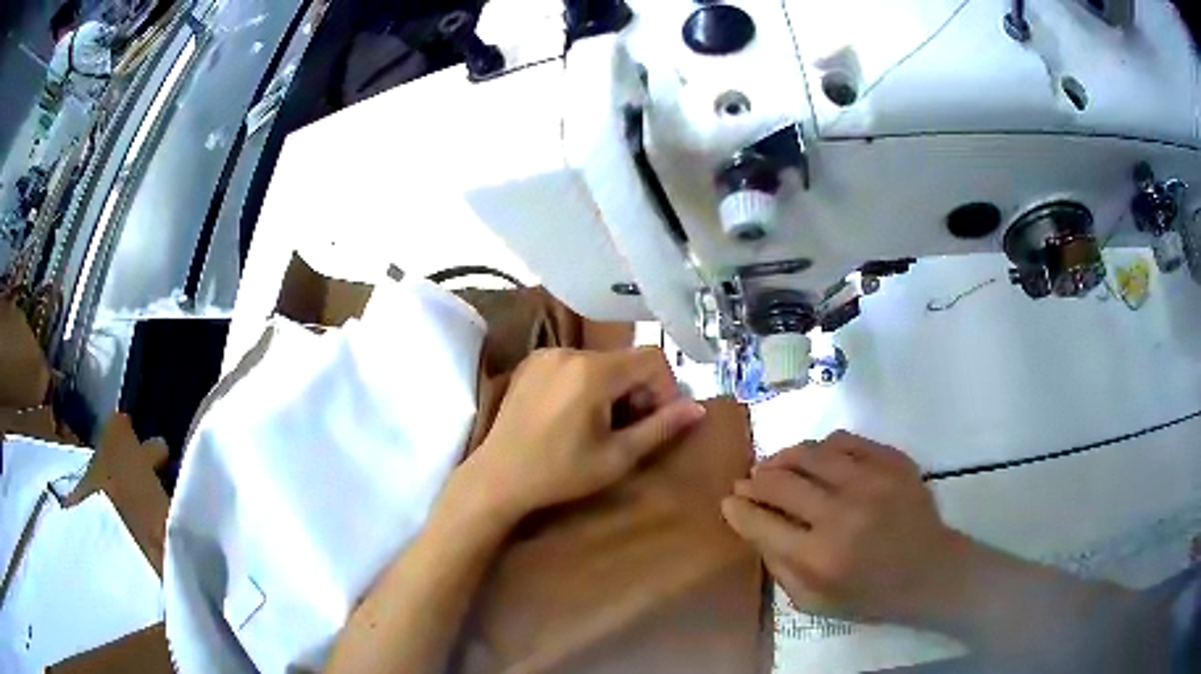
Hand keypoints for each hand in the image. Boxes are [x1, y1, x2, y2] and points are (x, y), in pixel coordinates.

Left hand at [466, 347, 706, 520]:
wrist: (497, 478)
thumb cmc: (560, 473)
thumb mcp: (617, 457)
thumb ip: (660, 428)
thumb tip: (698, 409)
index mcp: (593, 371)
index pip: (652, 358)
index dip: (666, 387)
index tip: (657, 420)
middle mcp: (570, 351)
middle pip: (626, 360)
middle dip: (639, 390)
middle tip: (631, 428)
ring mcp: (546, 354)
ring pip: (601, 362)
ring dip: (614, 388)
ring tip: (602, 425)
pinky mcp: (530, 363)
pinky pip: (574, 364)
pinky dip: (587, 383)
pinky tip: (575, 416)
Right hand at [721, 431, 964, 624]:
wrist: (928, 571)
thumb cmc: (868, 594)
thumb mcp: (813, 601)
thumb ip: (777, 565)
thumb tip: (750, 522)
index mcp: (818, 557)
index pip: (760, 521)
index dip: (737, 508)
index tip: (729, 501)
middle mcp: (841, 514)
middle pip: (779, 481)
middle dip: (755, 480)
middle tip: (749, 482)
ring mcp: (870, 481)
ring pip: (809, 452)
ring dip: (783, 457)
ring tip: (777, 466)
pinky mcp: (891, 461)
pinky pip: (843, 439)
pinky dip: (821, 447)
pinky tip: (817, 459)